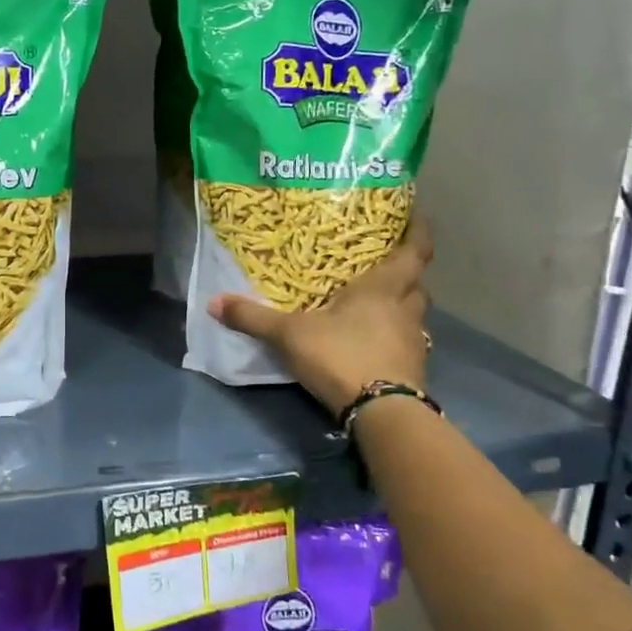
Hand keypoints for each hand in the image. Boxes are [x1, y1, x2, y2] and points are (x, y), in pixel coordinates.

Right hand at [207, 212, 433, 412]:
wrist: (382, 413)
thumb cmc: (341, 355)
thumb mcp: (289, 335)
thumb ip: (253, 318)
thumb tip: (213, 302)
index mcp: (383, 288)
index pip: (414, 252)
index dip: (418, 232)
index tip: (417, 217)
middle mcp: (406, 310)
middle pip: (417, 285)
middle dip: (406, 275)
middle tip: (384, 267)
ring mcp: (414, 343)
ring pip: (414, 315)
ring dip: (401, 308)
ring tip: (377, 307)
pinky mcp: (413, 371)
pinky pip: (407, 344)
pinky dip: (394, 339)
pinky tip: (373, 345)